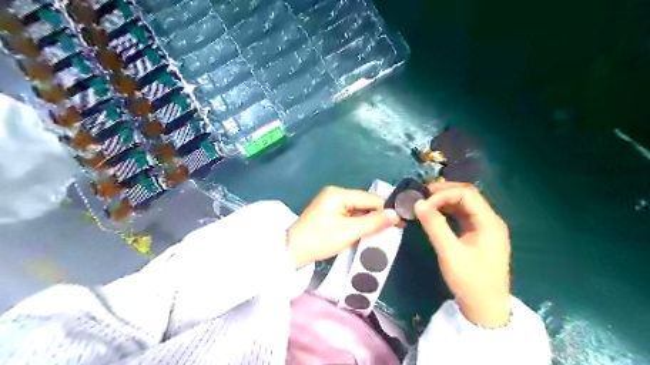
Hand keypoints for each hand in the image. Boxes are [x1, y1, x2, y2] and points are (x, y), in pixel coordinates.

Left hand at [287, 187, 397, 266]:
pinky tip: (364, 233)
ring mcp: (331, 202)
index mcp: (339, 193)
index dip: (386, 210)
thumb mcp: (349, 232)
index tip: (400, 224)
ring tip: (380, 234)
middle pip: (364, 203)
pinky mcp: (329, 212)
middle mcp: (335, 194)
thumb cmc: (320, 240)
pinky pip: (349, 215)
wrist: (292, 251)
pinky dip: (358, 224)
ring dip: (368, 221)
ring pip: (358, 210)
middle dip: (377, 216)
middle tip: (391, 231)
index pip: (370, 198)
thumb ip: (373, 222)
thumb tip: (396, 215)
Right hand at [414, 183, 509, 328]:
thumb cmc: (470, 281)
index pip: (466, 194)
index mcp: (489, 222)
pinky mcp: (479, 236)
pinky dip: (448, 211)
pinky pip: (463, 216)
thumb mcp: (449, 252)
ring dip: (445, 201)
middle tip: (422, 195)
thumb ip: (434, 226)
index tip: (423, 204)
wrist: (485, 309)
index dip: (443, 194)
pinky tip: (435, 214)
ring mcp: (485, 228)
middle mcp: (490, 221)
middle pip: (467, 196)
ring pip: (465, 205)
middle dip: (444, 192)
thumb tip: (418, 203)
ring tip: (425, 202)